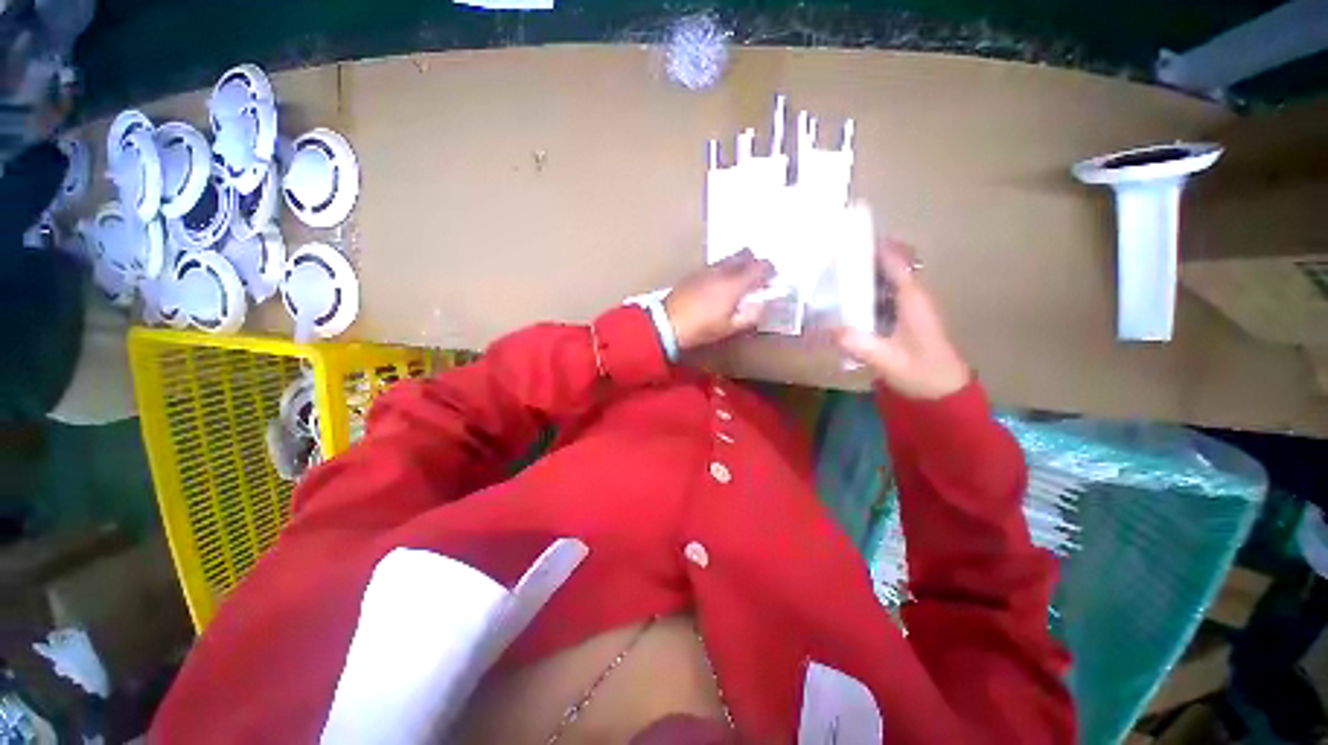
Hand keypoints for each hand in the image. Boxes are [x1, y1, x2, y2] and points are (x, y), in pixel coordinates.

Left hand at [664, 249, 775, 351]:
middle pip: (746, 254)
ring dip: (738, 266)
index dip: (770, 271)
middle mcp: (722, 270)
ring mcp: (706, 269)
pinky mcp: (694, 273)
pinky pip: (715, 265)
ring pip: (729, 258)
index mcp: (734, 283)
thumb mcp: (730, 328)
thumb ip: (751, 315)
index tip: (772, 281)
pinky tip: (718, 288)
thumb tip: (762, 304)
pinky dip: (723, 271)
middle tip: (756, 280)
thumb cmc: (701, 328)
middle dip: (755, 263)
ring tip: (737, 286)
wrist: (667, 324)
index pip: (761, 266)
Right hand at [833, 240, 970, 399]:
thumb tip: (830, 328)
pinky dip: (866, 290)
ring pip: (886, 278)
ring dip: (864, 272)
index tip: (850, 237)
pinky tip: (844, 297)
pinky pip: (883, 294)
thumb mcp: (888, 360)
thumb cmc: (921, 372)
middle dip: (865, 256)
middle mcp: (912, 295)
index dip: (875, 246)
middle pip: (890, 264)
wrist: (943, 391)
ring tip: (833, 272)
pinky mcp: (903, 317)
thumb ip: (861, 345)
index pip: (895, 261)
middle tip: (833, 255)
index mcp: (913, 299)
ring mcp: (909, 306)